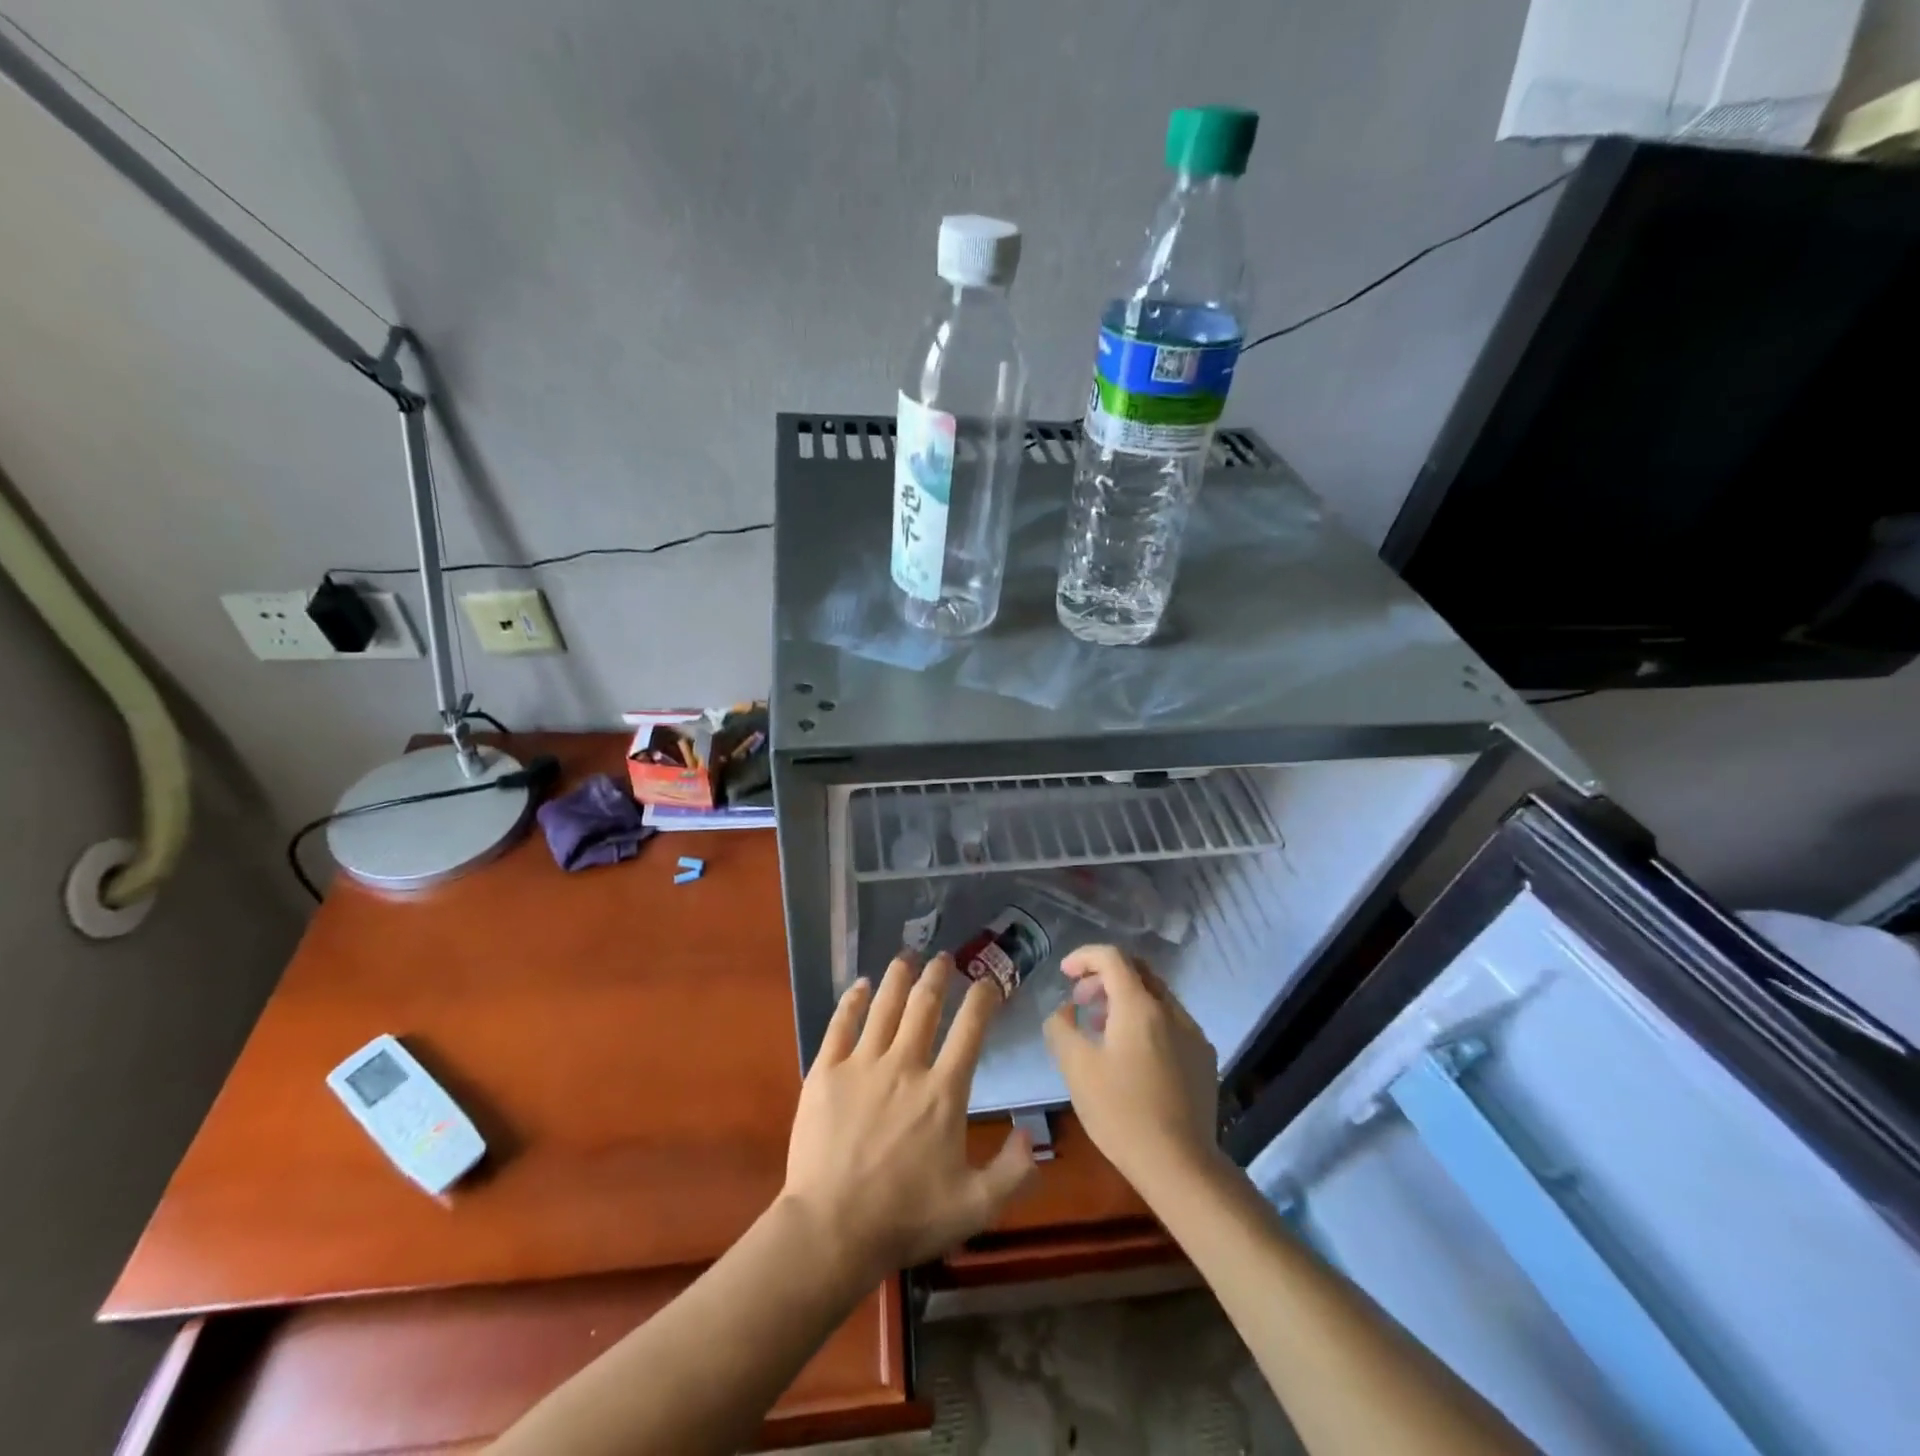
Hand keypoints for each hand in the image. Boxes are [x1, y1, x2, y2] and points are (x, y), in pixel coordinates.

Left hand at [781, 953, 1036, 1284]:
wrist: (831, 1230)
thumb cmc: (906, 1218)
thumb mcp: (974, 1207)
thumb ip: (1013, 1173)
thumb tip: (1032, 1135)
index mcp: (943, 1091)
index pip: (970, 1029)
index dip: (983, 999)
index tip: (989, 982)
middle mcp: (905, 1065)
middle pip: (925, 1005)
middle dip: (938, 975)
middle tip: (943, 957)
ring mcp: (862, 1064)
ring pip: (884, 1005)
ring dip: (899, 976)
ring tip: (906, 956)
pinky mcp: (825, 1072)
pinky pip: (841, 1024)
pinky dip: (853, 1000)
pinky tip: (861, 985)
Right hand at [1042, 945, 1220, 1192]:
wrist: (1181, 1166)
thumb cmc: (1121, 1112)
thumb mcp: (1076, 1068)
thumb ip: (1061, 1028)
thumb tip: (1065, 1011)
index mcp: (1139, 1006)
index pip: (1112, 957)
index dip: (1084, 957)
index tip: (1064, 973)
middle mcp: (1171, 1010)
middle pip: (1137, 971)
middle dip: (1104, 977)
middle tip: (1080, 1000)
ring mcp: (1193, 1034)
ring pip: (1155, 998)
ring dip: (1125, 1000)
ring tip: (1101, 1029)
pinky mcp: (1204, 1059)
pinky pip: (1171, 1023)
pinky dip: (1146, 1022)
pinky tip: (1133, 1056)